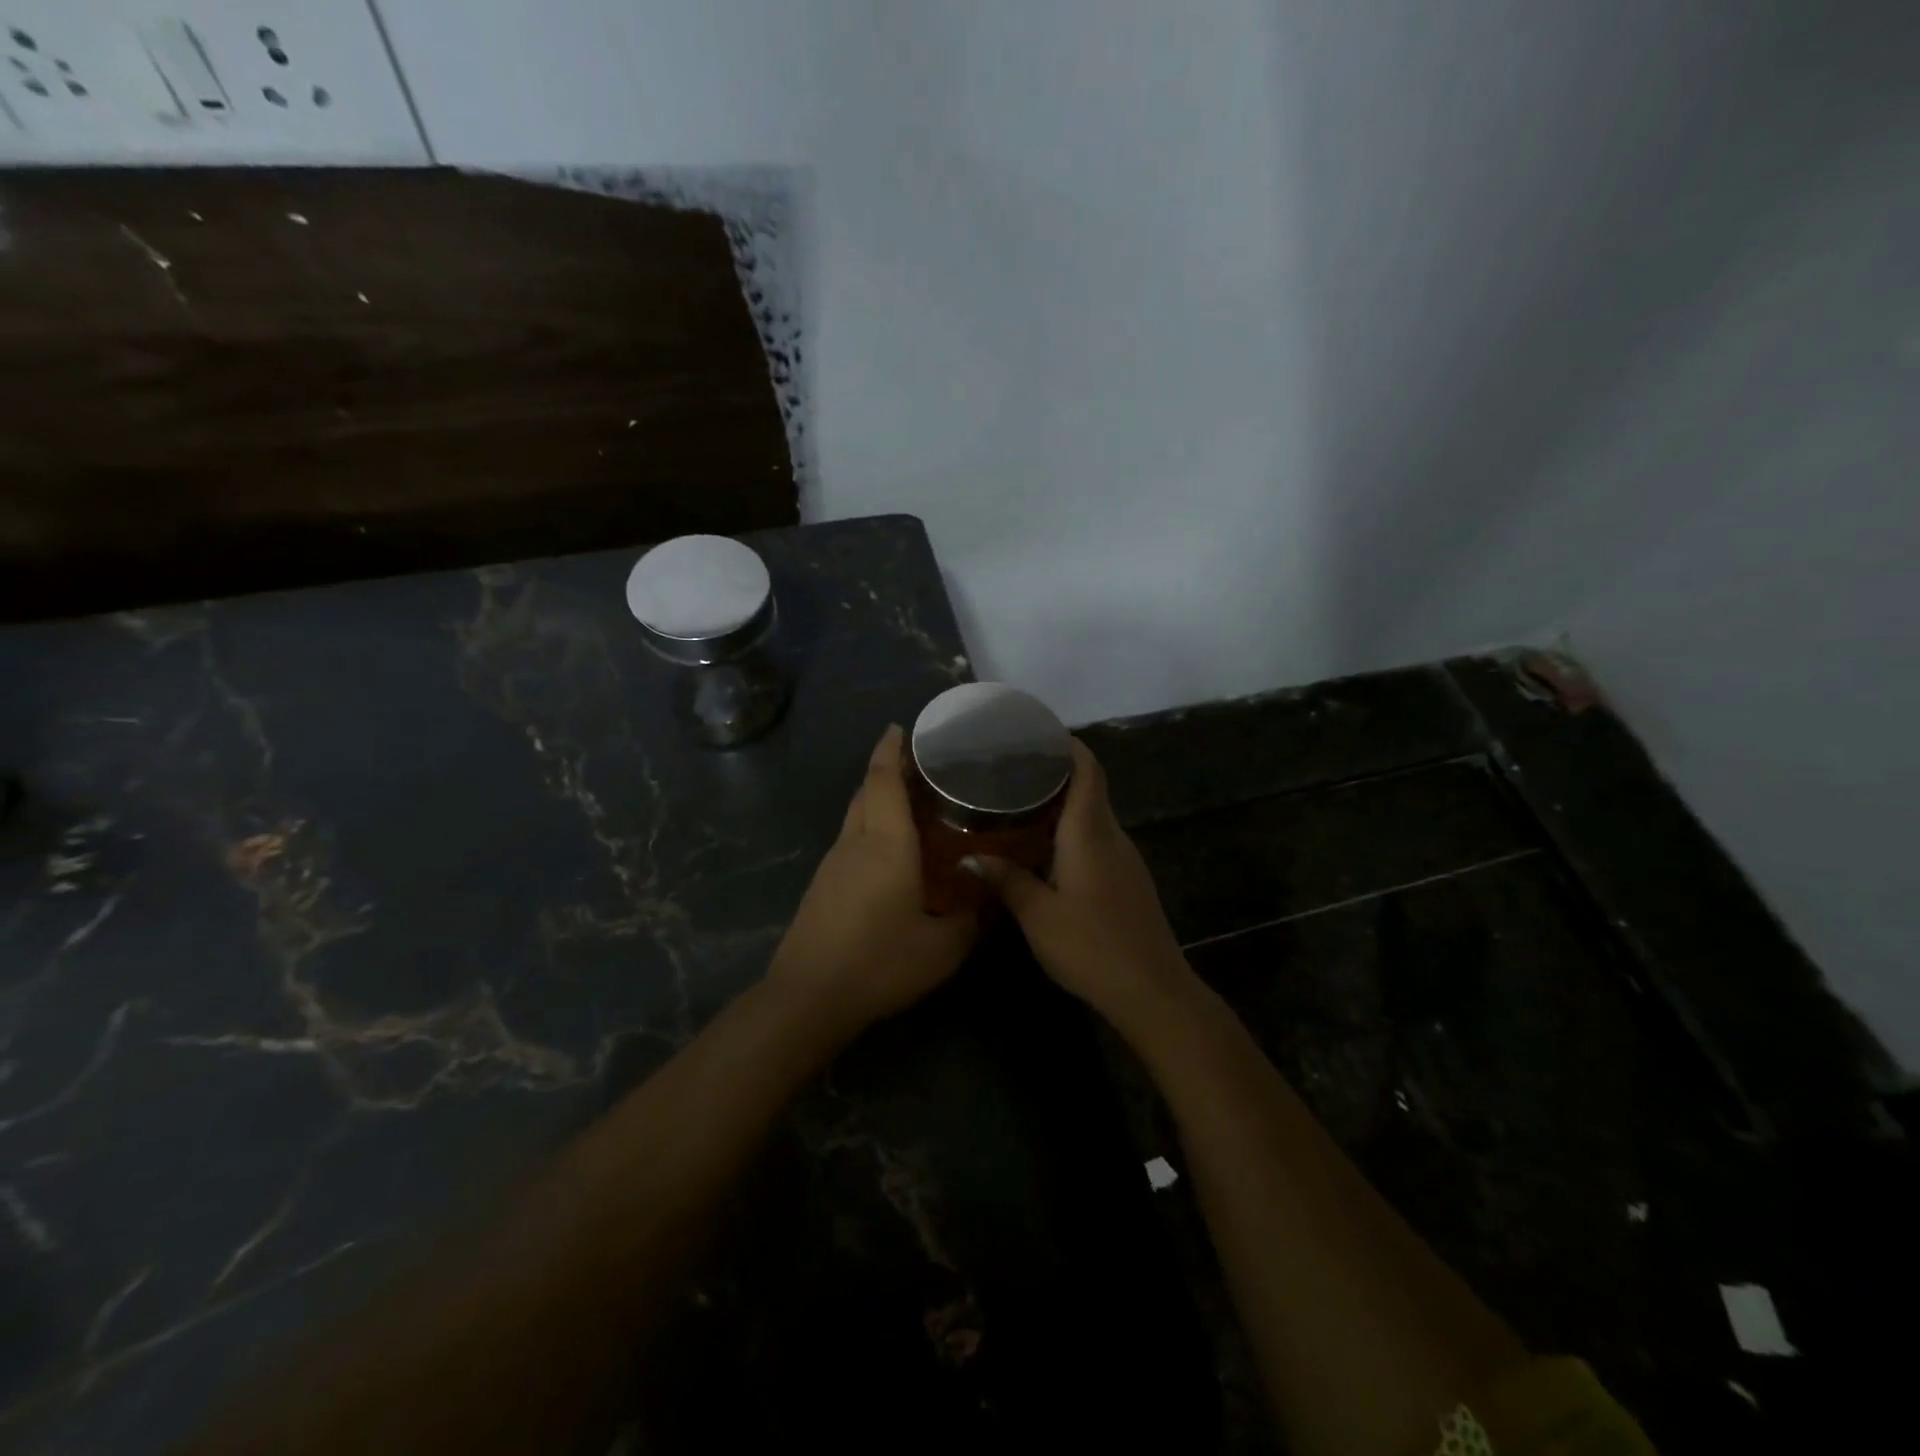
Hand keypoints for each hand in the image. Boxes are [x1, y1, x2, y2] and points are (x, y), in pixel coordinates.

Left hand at [765, 725, 978, 1037]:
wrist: (808, 996)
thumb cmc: (879, 962)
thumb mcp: (942, 948)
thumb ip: (969, 919)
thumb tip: (986, 901)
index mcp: (885, 844)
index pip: (883, 780)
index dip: (891, 749)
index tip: (902, 728)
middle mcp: (855, 843)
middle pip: (866, 791)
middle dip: (887, 770)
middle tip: (921, 768)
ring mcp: (832, 864)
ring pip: (855, 816)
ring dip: (878, 800)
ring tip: (912, 806)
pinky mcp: (822, 886)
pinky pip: (850, 841)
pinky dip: (870, 829)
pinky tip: (891, 853)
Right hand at [964, 738, 1196, 1023]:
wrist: (1152, 990)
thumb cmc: (1091, 946)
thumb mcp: (1038, 915)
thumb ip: (1006, 880)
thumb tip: (969, 856)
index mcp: (1090, 832)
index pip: (1087, 770)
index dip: (1067, 746)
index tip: (1037, 734)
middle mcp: (1112, 837)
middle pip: (1089, 789)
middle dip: (1056, 773)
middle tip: (1012, 771)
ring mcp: (1125, 860)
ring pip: (1093, 817)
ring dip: (1063, 805)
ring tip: (1020, 805)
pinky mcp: (1128, 881)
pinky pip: (1098, 841)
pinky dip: (1072, 832)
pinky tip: (1045, 850)